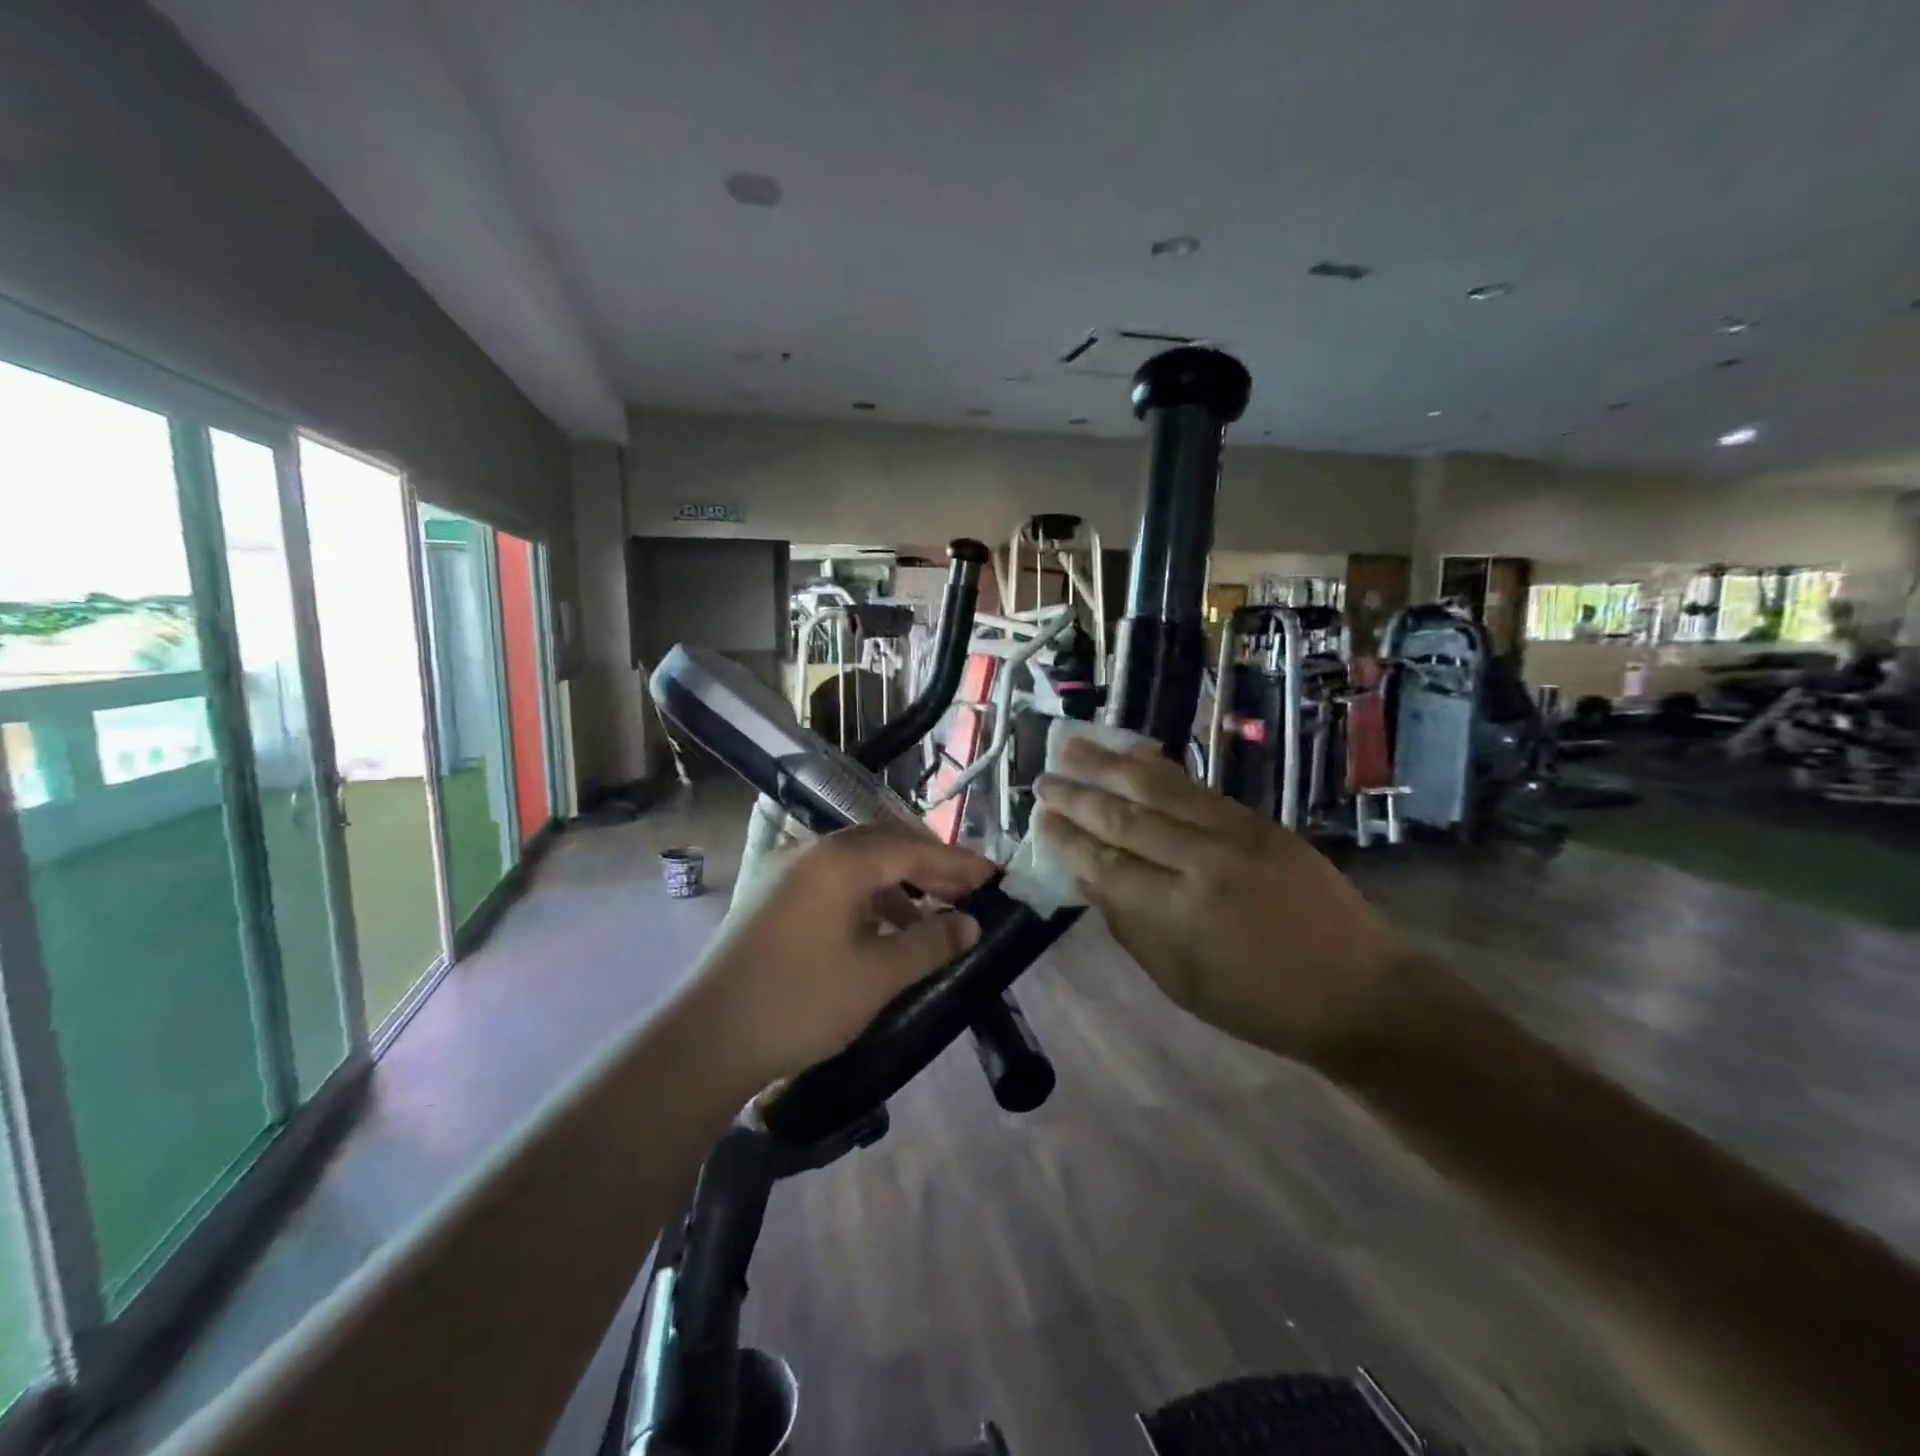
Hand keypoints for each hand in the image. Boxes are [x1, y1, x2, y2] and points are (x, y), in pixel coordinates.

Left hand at [687, 826, 994, 1088]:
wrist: (704, 1041)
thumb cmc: (799, 1003)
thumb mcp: (876, 976)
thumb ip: (930, 943)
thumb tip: (970, 924)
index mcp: (839, 860)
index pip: (913, 849)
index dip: (958, 864)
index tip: (995, 878)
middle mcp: (810, 852)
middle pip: (884, 846)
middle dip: (929, 868)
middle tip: (968, 893)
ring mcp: (784, 872)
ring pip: (857, 865)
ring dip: (897, 885)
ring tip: (929, 919)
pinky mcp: (769, 897)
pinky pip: (832, 883)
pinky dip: (865, 899)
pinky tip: (880, 932)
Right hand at [1033, 739, 1405, 1066]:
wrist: (1359, 991)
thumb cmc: (1260, 1004)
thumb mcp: (1180, 981)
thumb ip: (1130, 926)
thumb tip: (1089, 878)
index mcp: (1175, 913)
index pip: (1104, 863)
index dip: (1067, 838)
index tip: (1039, 818)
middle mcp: (1199, 863)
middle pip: (1124, 818)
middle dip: (1077, 795)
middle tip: (1042, 777)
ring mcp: (1233, 835)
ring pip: (1159, 789)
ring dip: (1110, 764)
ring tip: (1074, 744)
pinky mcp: (1258, 822)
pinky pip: (1197, 787)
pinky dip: (1159, 767)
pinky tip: (1135, 752)